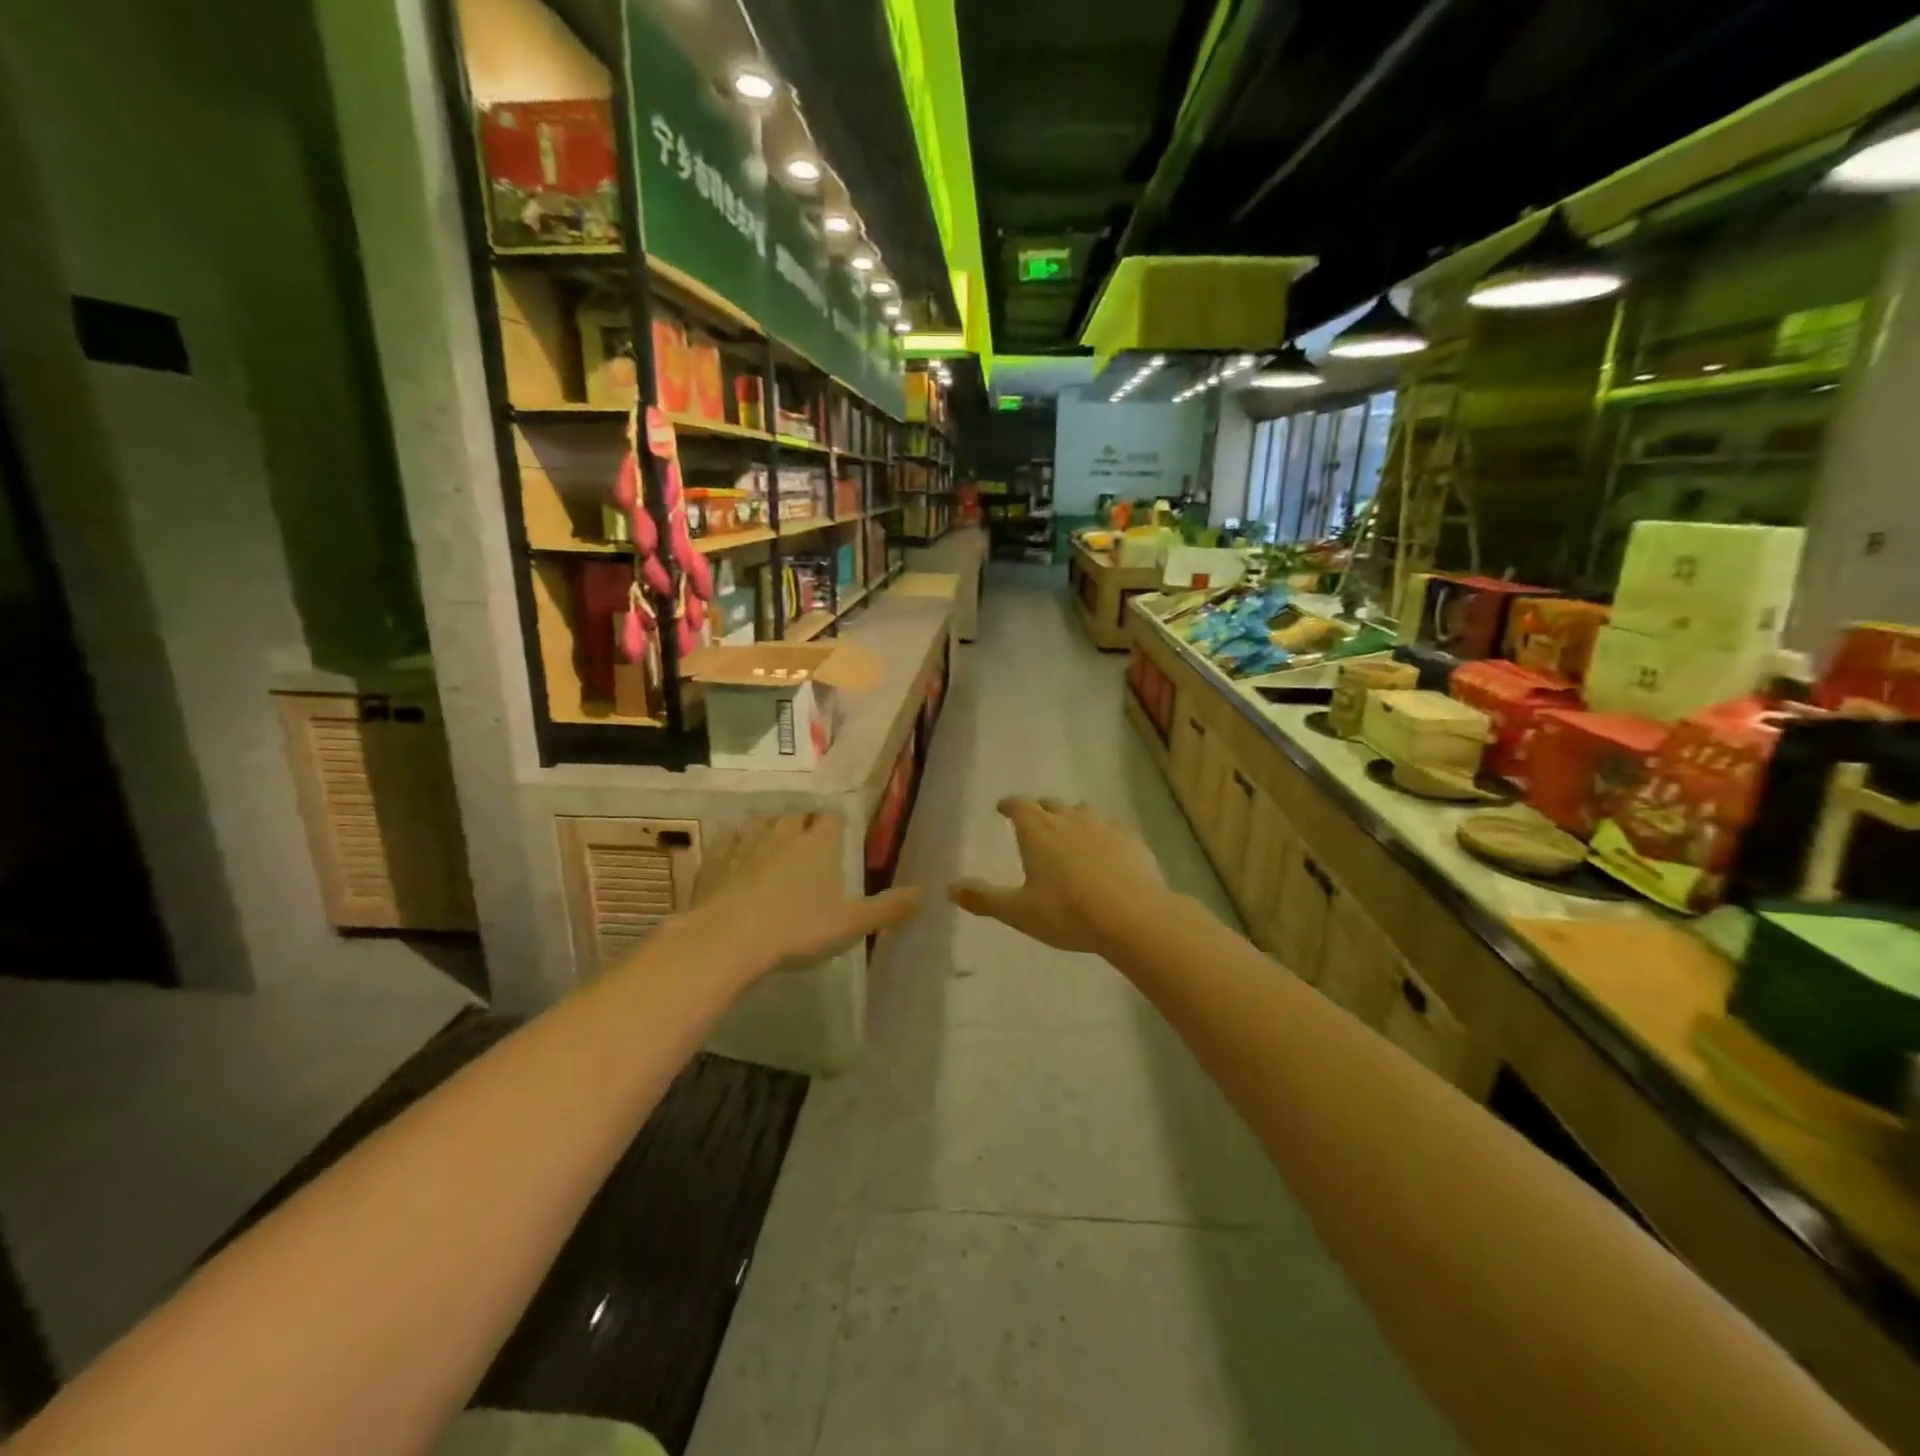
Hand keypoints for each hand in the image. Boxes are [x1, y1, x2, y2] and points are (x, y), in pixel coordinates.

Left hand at [690, 811, 922, 974]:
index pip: (833, 818)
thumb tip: (925, 893)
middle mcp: (784, 834)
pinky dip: (734, 843)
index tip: (839, 833)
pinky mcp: (715, 859)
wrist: (728, 940)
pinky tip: (734, 854)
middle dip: (803, 824)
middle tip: (807, 843)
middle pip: (797, 816)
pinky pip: (727, 839)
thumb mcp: (851, 924)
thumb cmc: (797, 930)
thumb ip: (888, 908)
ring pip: (761, 822)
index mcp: (819, 845)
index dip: (837, 823)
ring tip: (773, 844)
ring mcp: (746, 843)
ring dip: (769, 829)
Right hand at [949, 797, 1168, 954]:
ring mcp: (1104, 826)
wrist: (1133, 916)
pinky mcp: (1132, 840)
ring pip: (1084, 812)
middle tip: (1035, 822)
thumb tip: (949, 888)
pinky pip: (1113, 829)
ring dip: (1073, 818)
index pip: (1019, 805)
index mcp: (1039, 831)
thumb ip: (984, 899)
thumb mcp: (1019, 912)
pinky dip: (1103, 836)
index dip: (1009, 804)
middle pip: (1051, 804)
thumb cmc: (1068, 913)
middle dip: (1040, 810)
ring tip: (1071, 833)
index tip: (1003, 808)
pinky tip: (1107, 852)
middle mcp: (1070, 819)